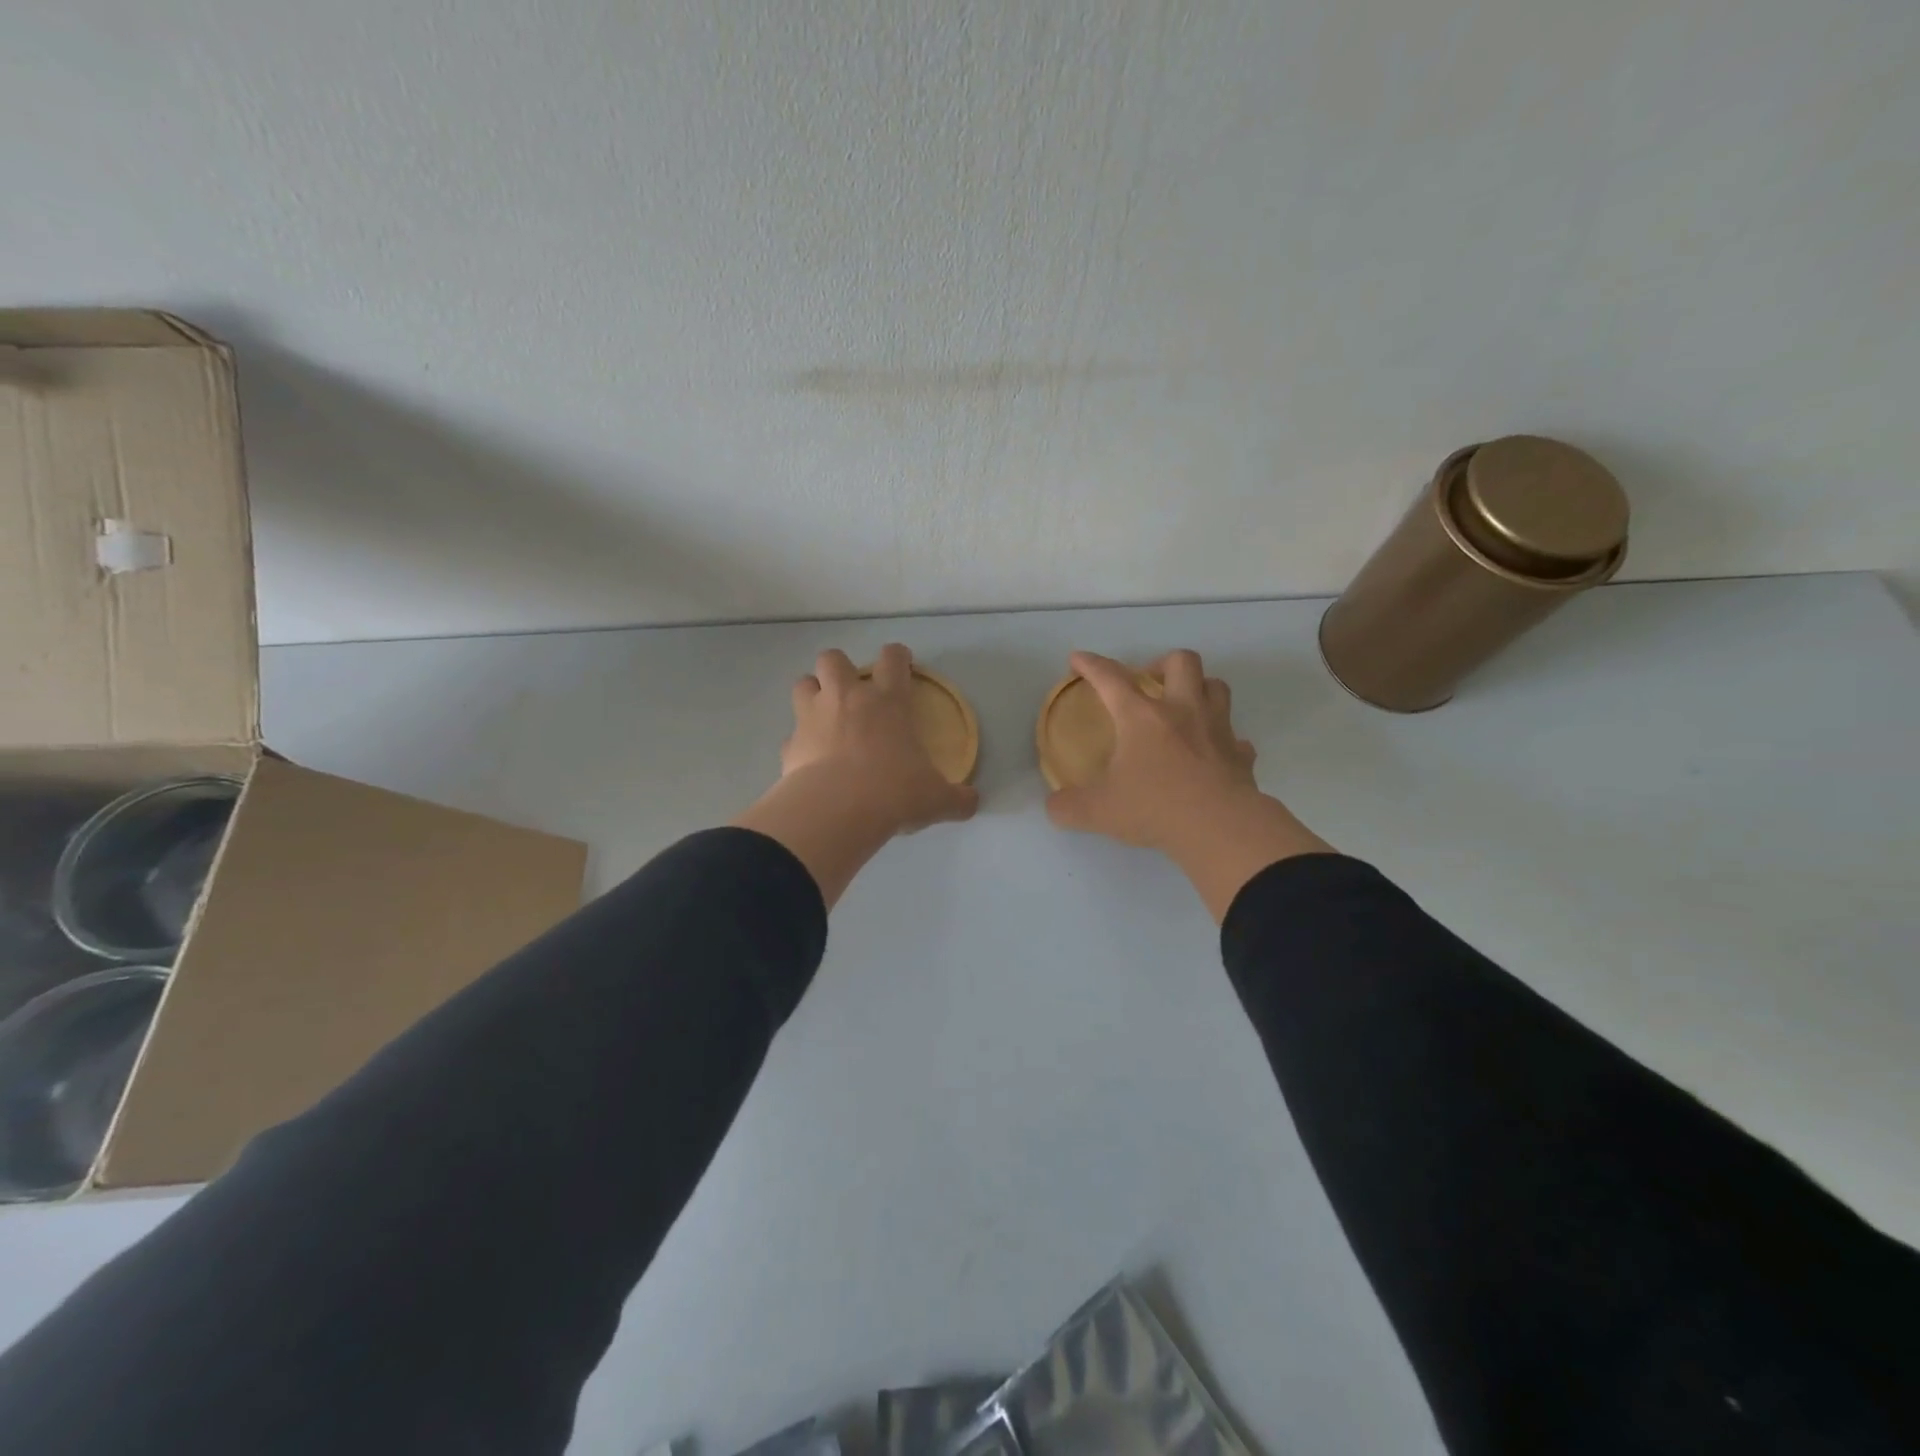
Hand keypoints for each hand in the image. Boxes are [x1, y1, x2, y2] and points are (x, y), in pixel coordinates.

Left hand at [780, 645, 978, 832]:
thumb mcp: (936, 799)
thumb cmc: (894, 792)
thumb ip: (956, 798)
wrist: (836, 811)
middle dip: (840, 669)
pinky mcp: (789, 745)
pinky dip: (800, 744)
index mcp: (888, 701)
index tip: (901, 665)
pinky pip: (792, 735)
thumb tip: (973, 802)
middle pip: (832, 658)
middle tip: (851, 693)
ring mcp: (812, 718)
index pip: (893, 658)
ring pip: (803, 683)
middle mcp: (847, 698)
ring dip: (812, 694)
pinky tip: (810, 761)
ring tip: (824, 716)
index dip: (898, 657)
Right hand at [1045, 649, 1331, 920]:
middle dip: (1163, 663)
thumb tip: (1054, 805)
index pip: (1111, 679)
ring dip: (1200, 690)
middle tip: (1149, 683)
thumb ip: (1068, 806)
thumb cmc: (1155, 808)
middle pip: (1182, 662)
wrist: (1219, 828)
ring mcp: (1217, 731)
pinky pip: (1236, 739)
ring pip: (1217, 688)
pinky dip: (1225, 742)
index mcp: (1142, 718)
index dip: (1091, 665)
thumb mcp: (1097, 811)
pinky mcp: (1241, 756)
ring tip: (1184, 708)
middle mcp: (1182, 712)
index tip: (1078, 659)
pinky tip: (1213, 755)